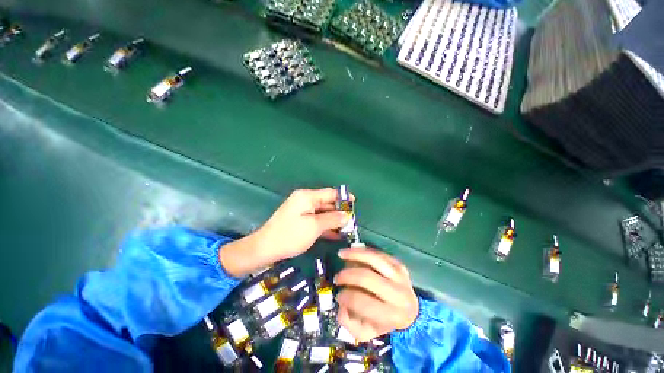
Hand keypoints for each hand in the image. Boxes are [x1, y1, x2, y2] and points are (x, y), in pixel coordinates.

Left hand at [220, 189, 350, 276]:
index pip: (330, 193)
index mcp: (307, 197)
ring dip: (333, 220)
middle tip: (352, 220)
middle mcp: (305, 200)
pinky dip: (325, 225)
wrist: (265, 249)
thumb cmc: (290, 235)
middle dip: (339, 211)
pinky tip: (335, 234)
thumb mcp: (314, 226)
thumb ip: (332, 219)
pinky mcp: (300, 220)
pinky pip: (316, 220)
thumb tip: (346, 215)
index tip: (354, 203)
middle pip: (326, 203)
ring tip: (347, 228)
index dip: (343, 197)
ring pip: (322, 213)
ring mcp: (301, 211)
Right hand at [335, 246, 418, 341]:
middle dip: (347, 275)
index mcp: (390, 315)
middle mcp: (397, 293)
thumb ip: (350, 324)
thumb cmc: (385, 323)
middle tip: (338, 278)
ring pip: (374, 258)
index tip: (338, 295)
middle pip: (366, 277)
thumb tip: (341, 306)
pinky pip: (378, 253)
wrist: (411, 312)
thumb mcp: (368, 333)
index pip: (362, 301)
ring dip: (354, 254)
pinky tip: (353, 251)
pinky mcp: (399, 264)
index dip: (346, 297)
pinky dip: (363, 251)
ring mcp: (400, 276)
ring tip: (341, 254)